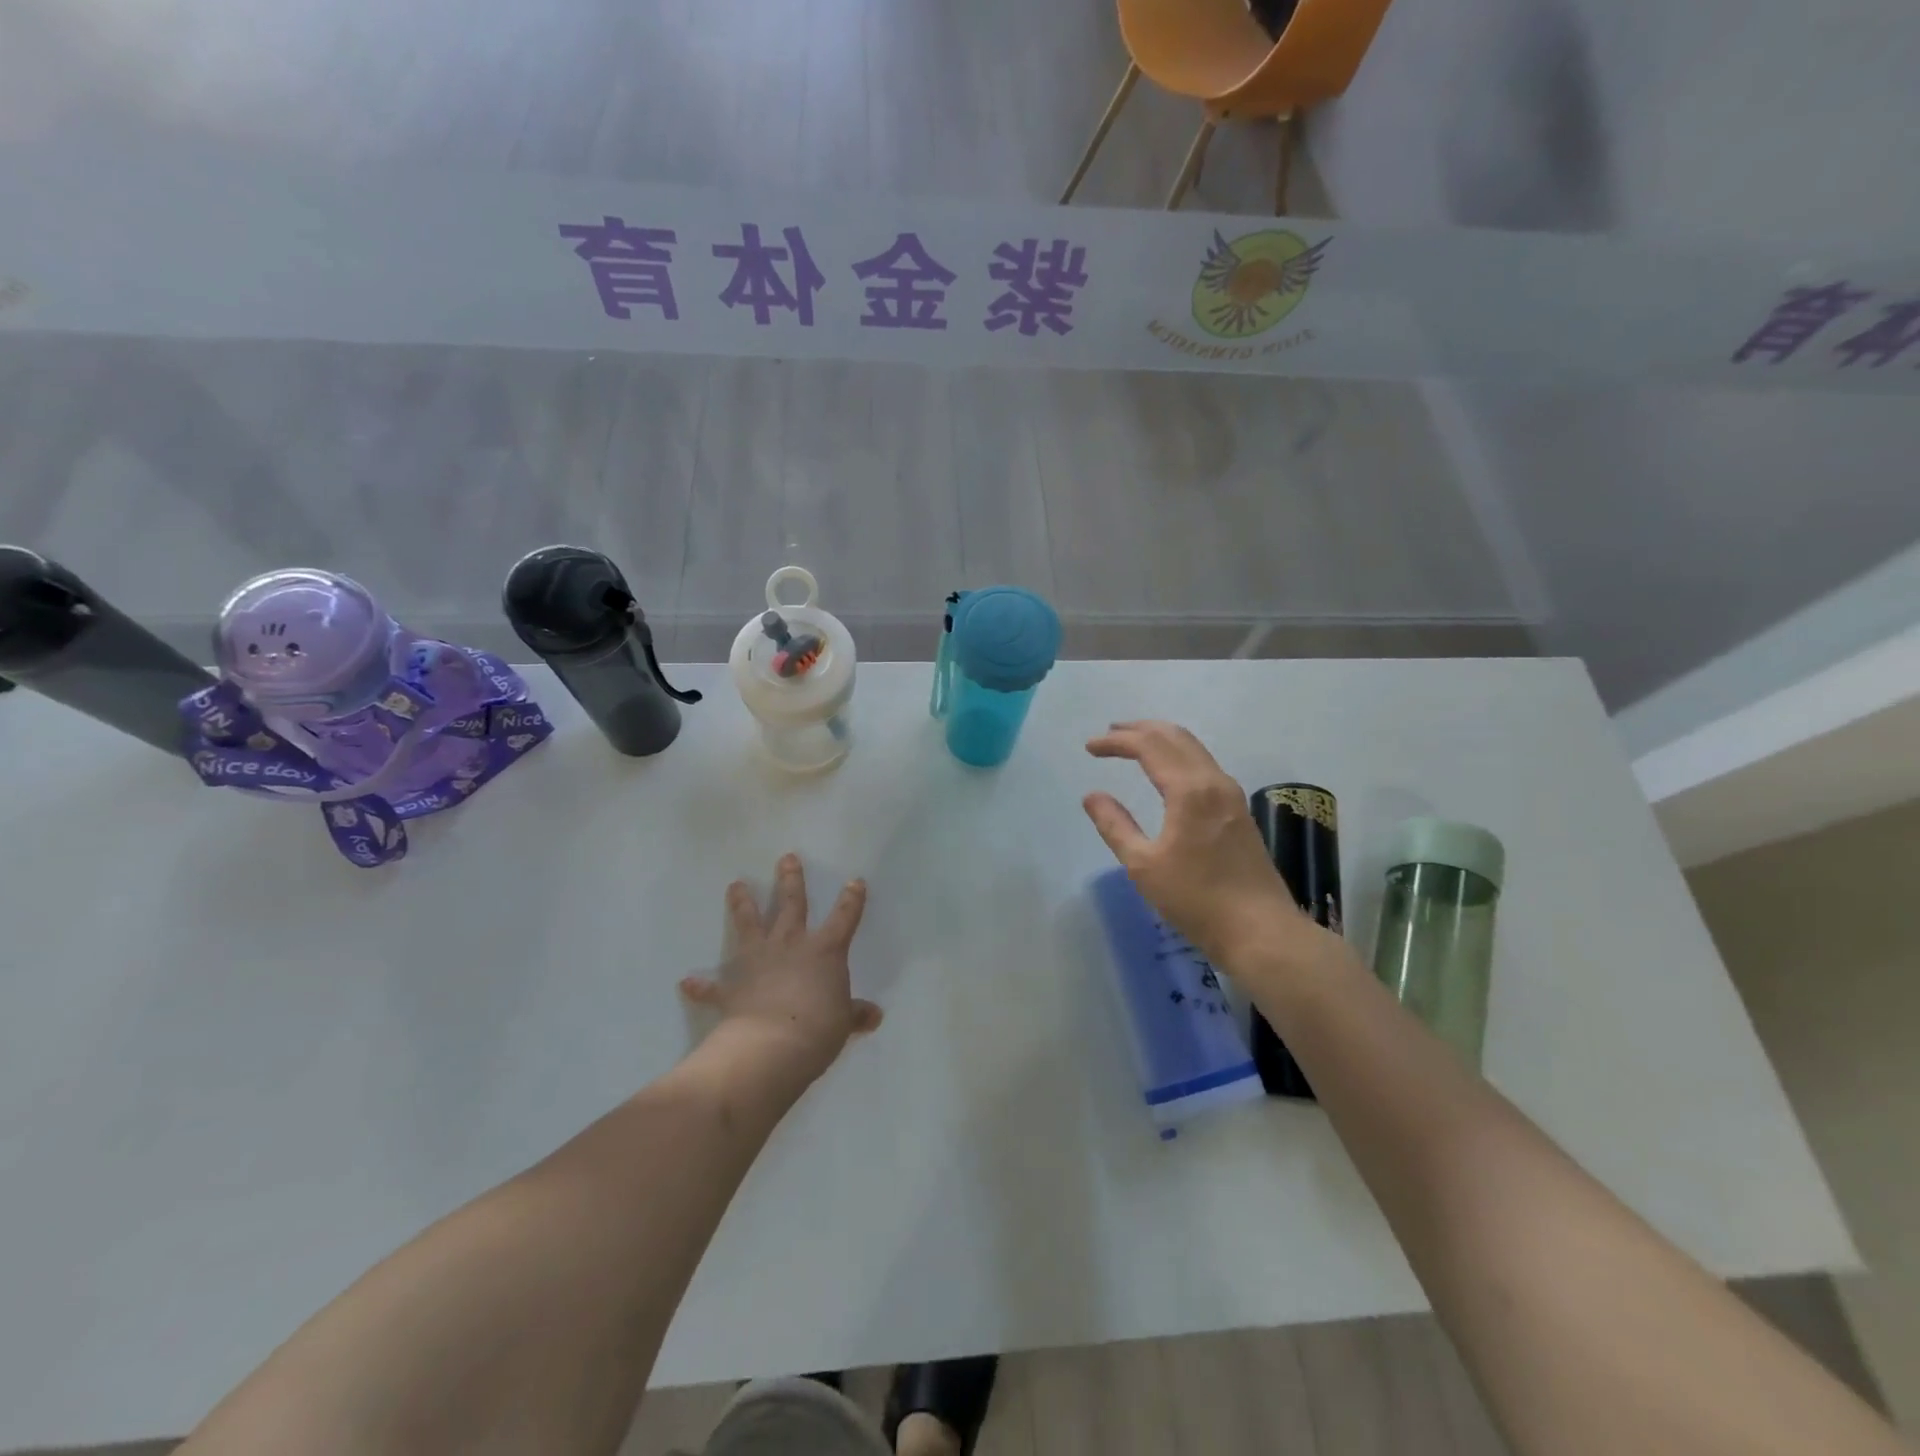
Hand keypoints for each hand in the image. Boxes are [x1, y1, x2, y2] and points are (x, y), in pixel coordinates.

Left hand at [678, 854, 882, 1085]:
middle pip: (792, 904)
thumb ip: (855, 1014)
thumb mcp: (844, 1023)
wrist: (771, 1047)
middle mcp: (790, 945)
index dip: (851, 899)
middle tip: (786, 858)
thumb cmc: (818, 1029)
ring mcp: (758, 961)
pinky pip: (713, 986)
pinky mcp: (731, 987)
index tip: (855, 881)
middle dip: (790, 880)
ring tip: (735, 884)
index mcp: (825, 951)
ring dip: (742, 904)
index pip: (844, 918)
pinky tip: (687, 982)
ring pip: (749, 924)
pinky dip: (700, 985)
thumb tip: (874, 1016)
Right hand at [1083, 721, 1330, 971]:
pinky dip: (1178, 756)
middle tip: (1110, 734)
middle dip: (1140, 730)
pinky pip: (1203, 765)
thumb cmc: (1196, 900)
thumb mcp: (1143, 866)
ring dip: (1161, 740)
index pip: (1149, 746)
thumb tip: (1093, 796)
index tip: (1089, 747)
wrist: (1260, 931)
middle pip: (1175, 736)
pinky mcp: (1239, 811)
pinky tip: (1166, 772)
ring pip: (1194, 749)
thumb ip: (1115, 826)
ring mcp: (1231, 795)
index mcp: (1190, 790)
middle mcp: (1214, 782)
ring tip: (1133, 745)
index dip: (1117, 742)